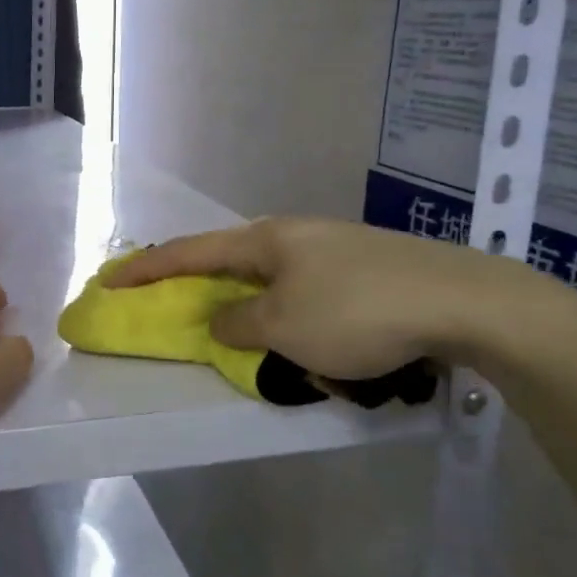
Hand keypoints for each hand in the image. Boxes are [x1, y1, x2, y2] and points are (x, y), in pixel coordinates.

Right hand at [104, 217, 558, 379]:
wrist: (466, 301)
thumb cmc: (358, 312)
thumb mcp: (284, 327)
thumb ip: (239, 324)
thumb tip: (222, 320)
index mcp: (267, 239)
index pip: (191, 252)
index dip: (147, 268)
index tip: (111, 278)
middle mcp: (296, 235)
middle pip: (232, 260)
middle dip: (204, 286)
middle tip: (183, 308)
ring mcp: (336, 248)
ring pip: (277, 280)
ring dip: (257, 308)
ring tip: (256, 340)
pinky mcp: (369, 268)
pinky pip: (312, 293)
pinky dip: (295, 315)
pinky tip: (314, 341)